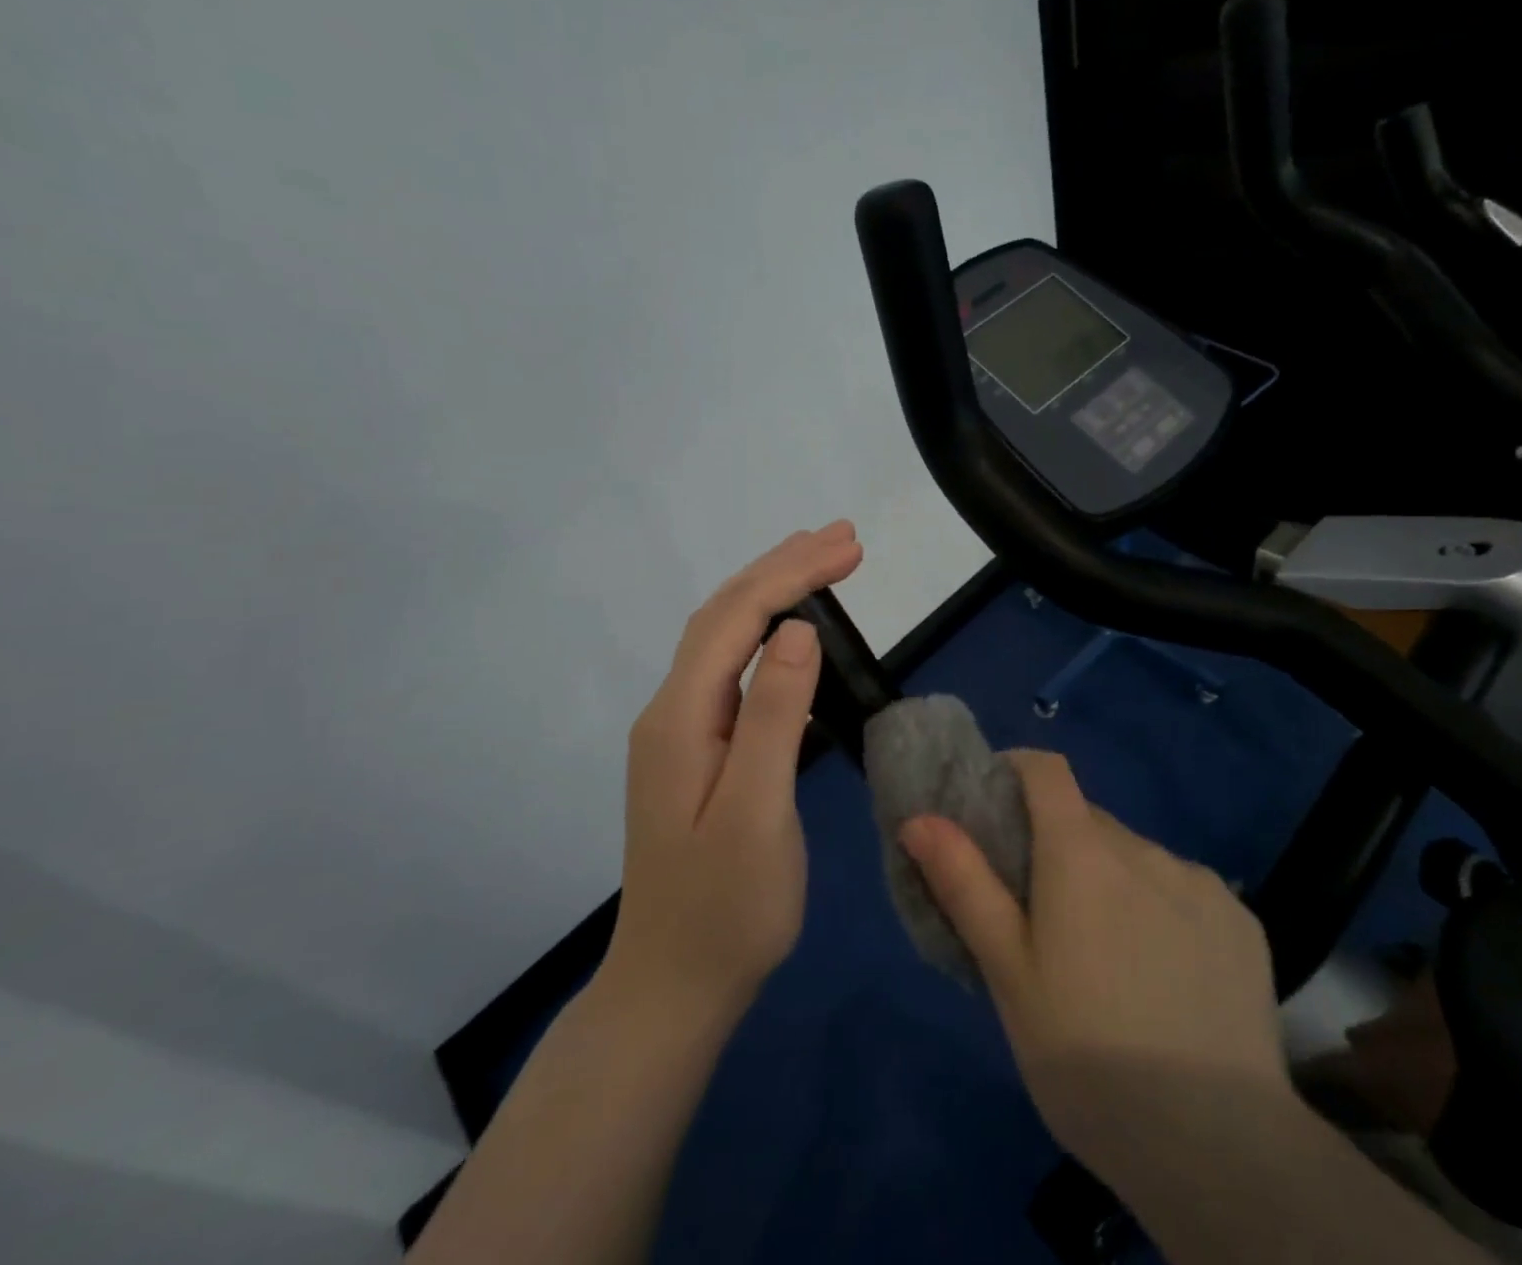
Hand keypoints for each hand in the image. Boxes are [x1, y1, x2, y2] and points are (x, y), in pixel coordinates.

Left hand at [604, 521, 862, 1023]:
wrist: (675, 985)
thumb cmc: (726, 909)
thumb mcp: (757, 813)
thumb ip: (773, 717)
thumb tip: (798, 630)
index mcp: (680, 716)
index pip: (737, 617)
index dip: (793, 574)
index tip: (850, 547)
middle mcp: (671, 709)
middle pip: (725, 615)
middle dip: (783, 567)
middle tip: (844, 536)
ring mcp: (680, 730)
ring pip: (724, 636)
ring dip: (772, 590)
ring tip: (821, 560)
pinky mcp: (697, 749)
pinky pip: (731, 667)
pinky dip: (765, 630)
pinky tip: (790, 628)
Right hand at [899, 751, 1286, 1183]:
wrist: (1220, 1149)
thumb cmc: (1087, 1056)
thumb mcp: (1007, 973)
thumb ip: (964, 884)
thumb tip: (919, 818)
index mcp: (1081, 852)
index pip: (1046, 769)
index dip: (1016, 770)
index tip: (995, 806)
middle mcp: (1143, 848)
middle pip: (1087, 821)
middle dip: (1058, 846)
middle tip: (1042, 915)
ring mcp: (1200, 883)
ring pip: (1135, 859)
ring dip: (1111, 882)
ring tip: (1107, 960)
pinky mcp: (1241, 921)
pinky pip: (1183, 892)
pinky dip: (1161, 910)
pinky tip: (1165, 978)